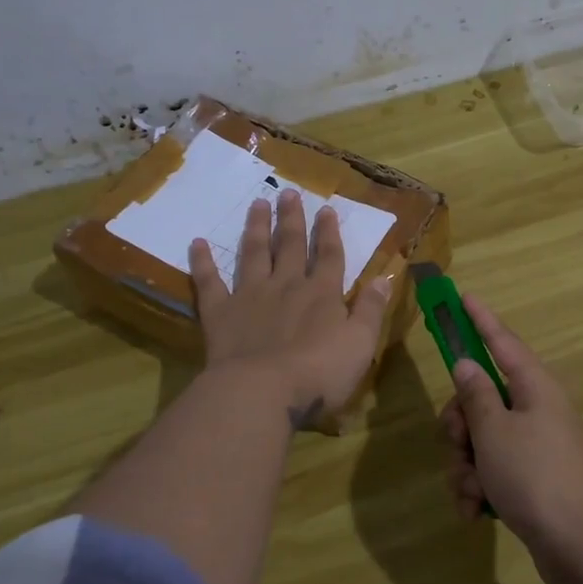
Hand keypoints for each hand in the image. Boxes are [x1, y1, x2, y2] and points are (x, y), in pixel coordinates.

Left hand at [189, 190, 391, 428]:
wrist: (263, 391)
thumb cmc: (319, 372)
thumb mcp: (361, 343)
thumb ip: (371, 309)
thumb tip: (385, 276)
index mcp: (322, 294)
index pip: (329, 256)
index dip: (329, 232)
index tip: (326, 209)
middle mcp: (286, 286)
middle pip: (290, 246)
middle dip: (291, 219)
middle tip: (287, 192)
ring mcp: (250, 296)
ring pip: (253, 254)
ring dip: (256, 228)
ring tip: (257, 204)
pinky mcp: (220, 313)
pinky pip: (209, 282)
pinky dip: (202, 262)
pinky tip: (196, 244)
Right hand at [438, 293, 582, 583]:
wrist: (582, 546)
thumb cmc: (535, 477)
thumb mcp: (494, 432)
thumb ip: (475, 395)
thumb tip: (467, 364)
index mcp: (534, 387)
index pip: (501, 341)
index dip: (479, 319)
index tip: (463, 296)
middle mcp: (535, 409)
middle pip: (481, 398)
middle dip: (460, 424)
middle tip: (458, 443)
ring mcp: (534, 446)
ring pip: (481, 439)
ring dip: (466, 464)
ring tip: (471, 490)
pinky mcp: (530, 479)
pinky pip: (492, 470)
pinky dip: (478, 488)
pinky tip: (474, 511)